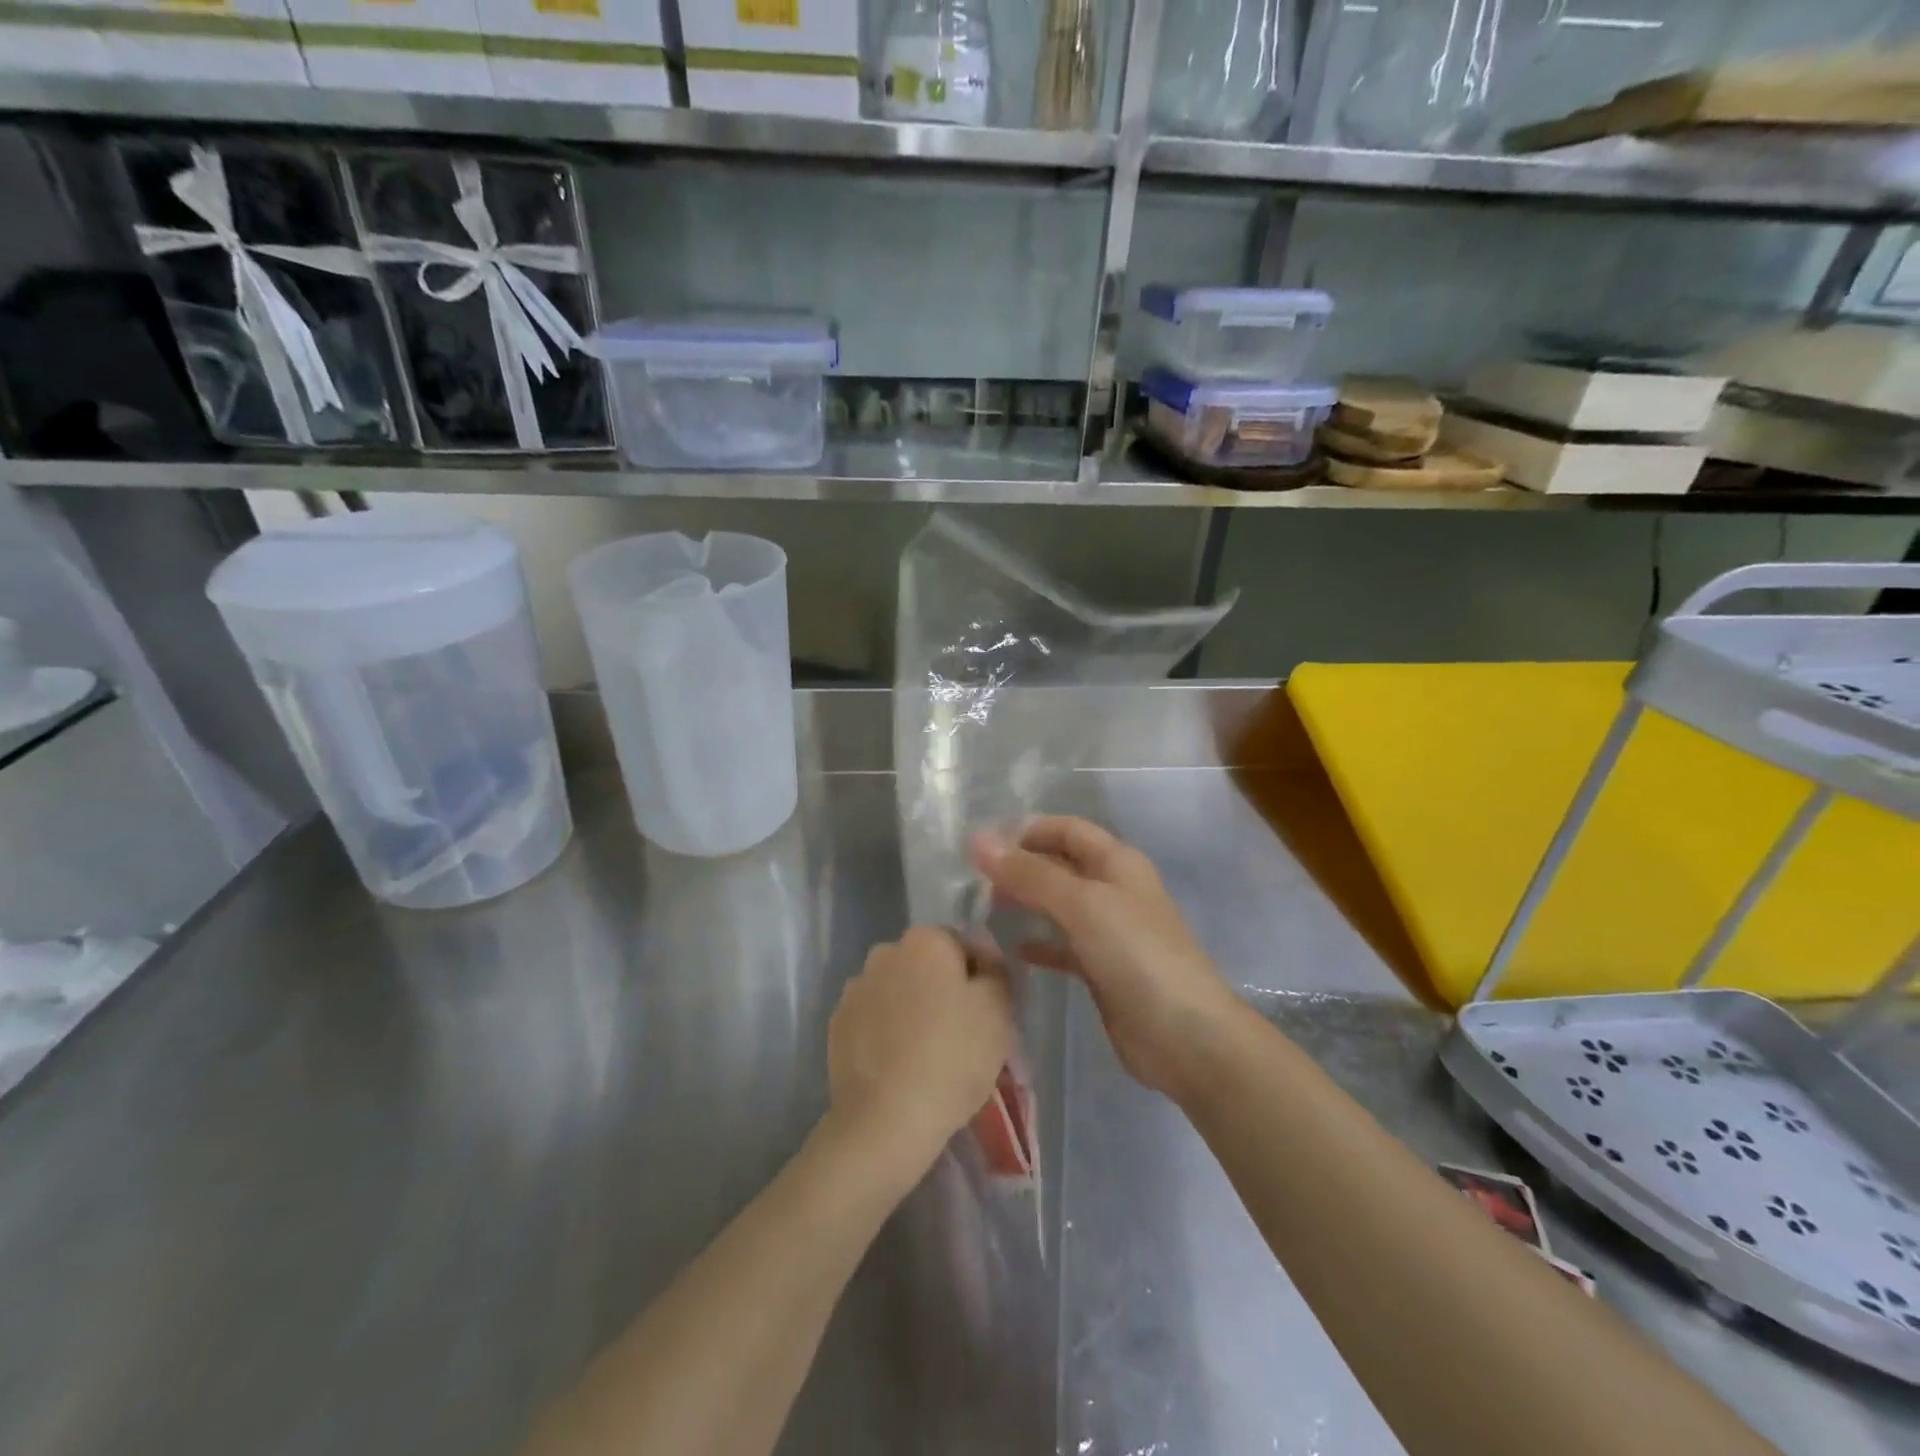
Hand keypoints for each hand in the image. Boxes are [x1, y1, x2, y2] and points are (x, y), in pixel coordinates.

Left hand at [827, 927, 1013, 1177]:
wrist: (886, 1119)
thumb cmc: (952, 1056)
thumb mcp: (997, 1009)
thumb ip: (996, 972)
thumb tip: (983, 962)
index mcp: (925, 940)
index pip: (964, 943)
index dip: (983, 973)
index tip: (991, 1008)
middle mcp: (885, 952)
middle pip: (927, 964)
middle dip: (944, 987)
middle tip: (963, 1029)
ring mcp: (855, 988)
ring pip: (898, 989)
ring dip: (913, 1006)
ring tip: (928, 1050)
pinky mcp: (837, 1024)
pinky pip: (874, 1018)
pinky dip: (888, 1030)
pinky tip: (900, 1062)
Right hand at [972, 816, 1241, 1098]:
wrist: (1186, 1037)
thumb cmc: (1137, 956)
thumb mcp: (1083, 904)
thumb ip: (1030, 874)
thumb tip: (978, 840)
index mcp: (1117, 862)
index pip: (1067, 829)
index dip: (1028, 830)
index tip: (982, 844)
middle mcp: (1113, 889)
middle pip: (1060, 865)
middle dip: (1021, 865)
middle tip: (973, 878)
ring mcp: (1109, 931)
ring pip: (1059, 905)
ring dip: (1026, 901)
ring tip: (983, 907)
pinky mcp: (1103, 970)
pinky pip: (1063, 946)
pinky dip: (1039, 943)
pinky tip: (1012, 949)